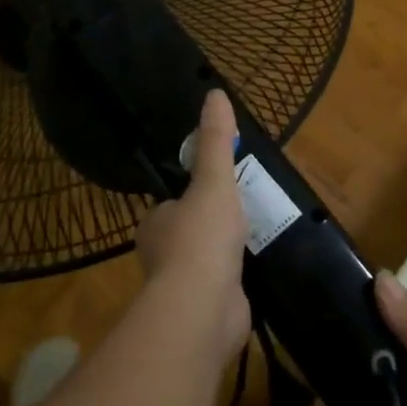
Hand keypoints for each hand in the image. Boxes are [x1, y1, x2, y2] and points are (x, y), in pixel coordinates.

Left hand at [137, 90, 250, 356]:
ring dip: (222, 257)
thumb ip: (216, 141)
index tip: (216, 191)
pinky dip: (233, 284)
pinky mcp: (203, 313)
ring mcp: (181, 288)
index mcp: (155, 223)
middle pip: (187, 233)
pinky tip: (251, 278)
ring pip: (202, 264)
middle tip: (242, 215)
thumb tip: (214, 92)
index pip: (171, 205)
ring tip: (250, 243)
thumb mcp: (213, 180)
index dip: (192, 197)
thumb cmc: (202, 237)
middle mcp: (161, 256)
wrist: (203, 308)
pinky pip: (219, 290)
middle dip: (209, 228)